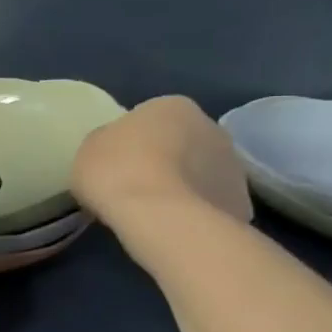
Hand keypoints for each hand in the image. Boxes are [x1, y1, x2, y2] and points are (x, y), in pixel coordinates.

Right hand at [70, 95, 252, 238]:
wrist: (160, 216)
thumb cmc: (116, 170)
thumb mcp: (90, 147)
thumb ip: (109, 140)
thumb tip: (122, 147)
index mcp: (172, 106)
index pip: (150, 118)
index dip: (132, 140)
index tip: (116, 161)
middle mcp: (211, 127)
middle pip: (182, 142)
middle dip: (164, 159)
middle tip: (135, 184)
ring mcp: (233, 165)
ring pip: (200, 172)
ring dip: (182, 184)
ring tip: (154, 210)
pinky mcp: (241, 201)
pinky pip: (210, 202)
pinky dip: (195, 211)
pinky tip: (172, 225)